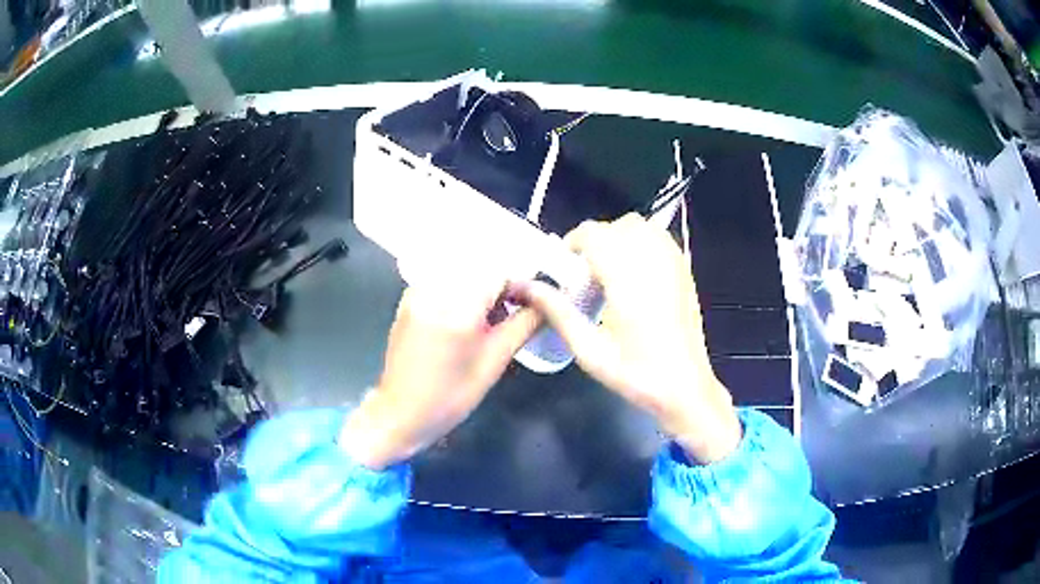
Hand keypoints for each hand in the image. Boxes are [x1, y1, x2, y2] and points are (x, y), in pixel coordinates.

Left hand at [340, 273, 538, 470]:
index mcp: (456, 308)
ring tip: (491, 319)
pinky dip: (463, 291)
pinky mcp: (409, 298)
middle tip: (514, 312)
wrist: (400, 413)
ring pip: (463, 272)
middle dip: (502, 284)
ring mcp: (417, 291)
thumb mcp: (494, 363)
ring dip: (483, 287)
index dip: (521, 284)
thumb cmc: (450, 396)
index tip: (532, 303)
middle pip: (480, 267)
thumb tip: (548, 303)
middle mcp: (434, 290)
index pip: (499, 272)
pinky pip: (444, 280)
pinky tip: (468, 318)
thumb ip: (524, 325)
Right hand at [518, 213, 741, 463]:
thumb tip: (524, 286)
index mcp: (627, 278)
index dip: (573, 244)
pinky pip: (659, 238)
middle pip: (617, 225)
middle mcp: (652, 261)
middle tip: (588, 276)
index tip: (566, 270)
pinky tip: (636, 275)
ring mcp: (673, 263)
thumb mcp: (589, 350)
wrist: (685, 387)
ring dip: (620, 239)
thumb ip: (557, 311)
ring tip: (612, 273)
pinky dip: (641, 243)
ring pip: (641, 226)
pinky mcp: (684, 270)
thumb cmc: (636, 374)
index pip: (594, 233)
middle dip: (596, 242)